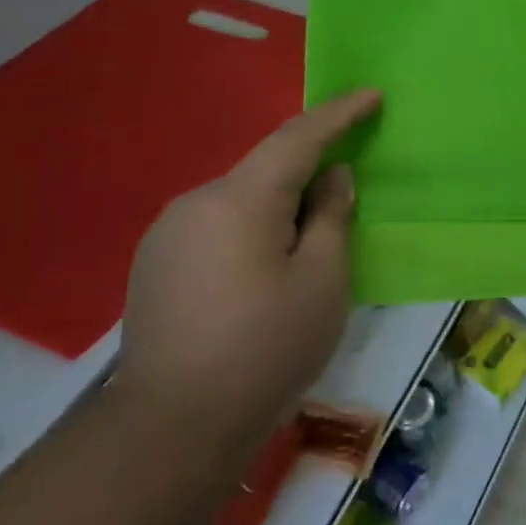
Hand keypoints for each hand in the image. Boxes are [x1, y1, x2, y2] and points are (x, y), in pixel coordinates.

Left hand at [115, 90, 382, 456]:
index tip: (371, 96)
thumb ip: (330, 217)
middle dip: (308, 175)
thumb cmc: (265, 349)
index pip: (298, 137)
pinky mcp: (154, 264)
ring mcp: (167, 234)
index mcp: (241, 199)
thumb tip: (331, 177)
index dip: (339, 114)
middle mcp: (196, 202)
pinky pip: (216, 227)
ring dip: (278, 209)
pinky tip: (260, 276)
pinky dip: (250, 232)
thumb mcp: (322, 281)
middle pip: (266, 171)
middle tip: (344, 202)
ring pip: (240, 201)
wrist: (171, 428)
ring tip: (303, 254)